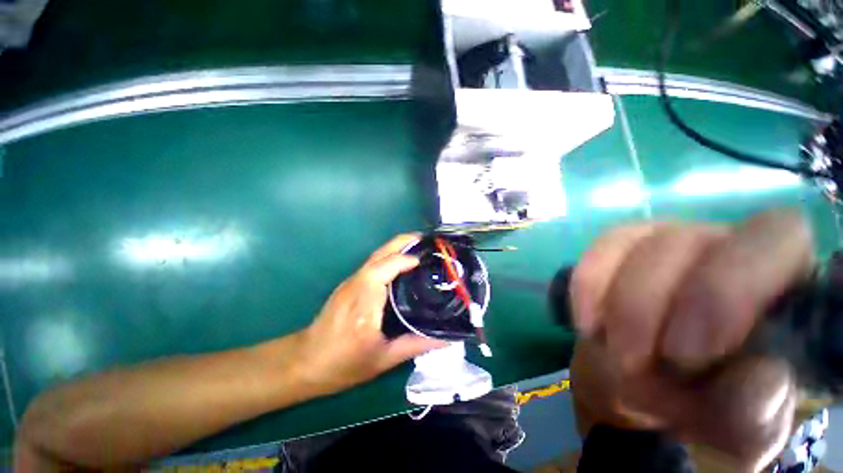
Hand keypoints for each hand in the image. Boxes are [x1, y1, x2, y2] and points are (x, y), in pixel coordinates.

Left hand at [297, 234, 446, 396]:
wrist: (306, 361)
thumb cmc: (343, 365)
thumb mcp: (384, 359)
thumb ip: (416, 345)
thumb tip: (447, 339)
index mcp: (365, 305)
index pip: (386, 268)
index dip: (407, 259)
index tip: (426, 260)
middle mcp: (356, 286)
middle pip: (380, 253)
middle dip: (404, 241)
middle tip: (426, 240)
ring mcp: (350, 282)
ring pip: (376, 255)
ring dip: (398, 247)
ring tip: (419, 247)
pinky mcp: (349, 283)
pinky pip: (373, 263)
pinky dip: (390, 256)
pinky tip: (402, 263)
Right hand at [569, 210, 814, 470]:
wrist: (652, 386)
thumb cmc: (708, 408)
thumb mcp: (739, 428)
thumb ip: (756, 412)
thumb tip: (760, 378)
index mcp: (781, 284)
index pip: (776, 237)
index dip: (728, 286)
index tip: (685, 350)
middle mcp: (728, 247)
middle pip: (686, 240)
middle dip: (647, 301)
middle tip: (631, 359)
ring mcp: (671, 241)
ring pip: (635, 241)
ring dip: (615, 302)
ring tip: (613, 351)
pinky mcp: (625, 247)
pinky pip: (601, 248)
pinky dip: (588, 285)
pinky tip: (587, 322)